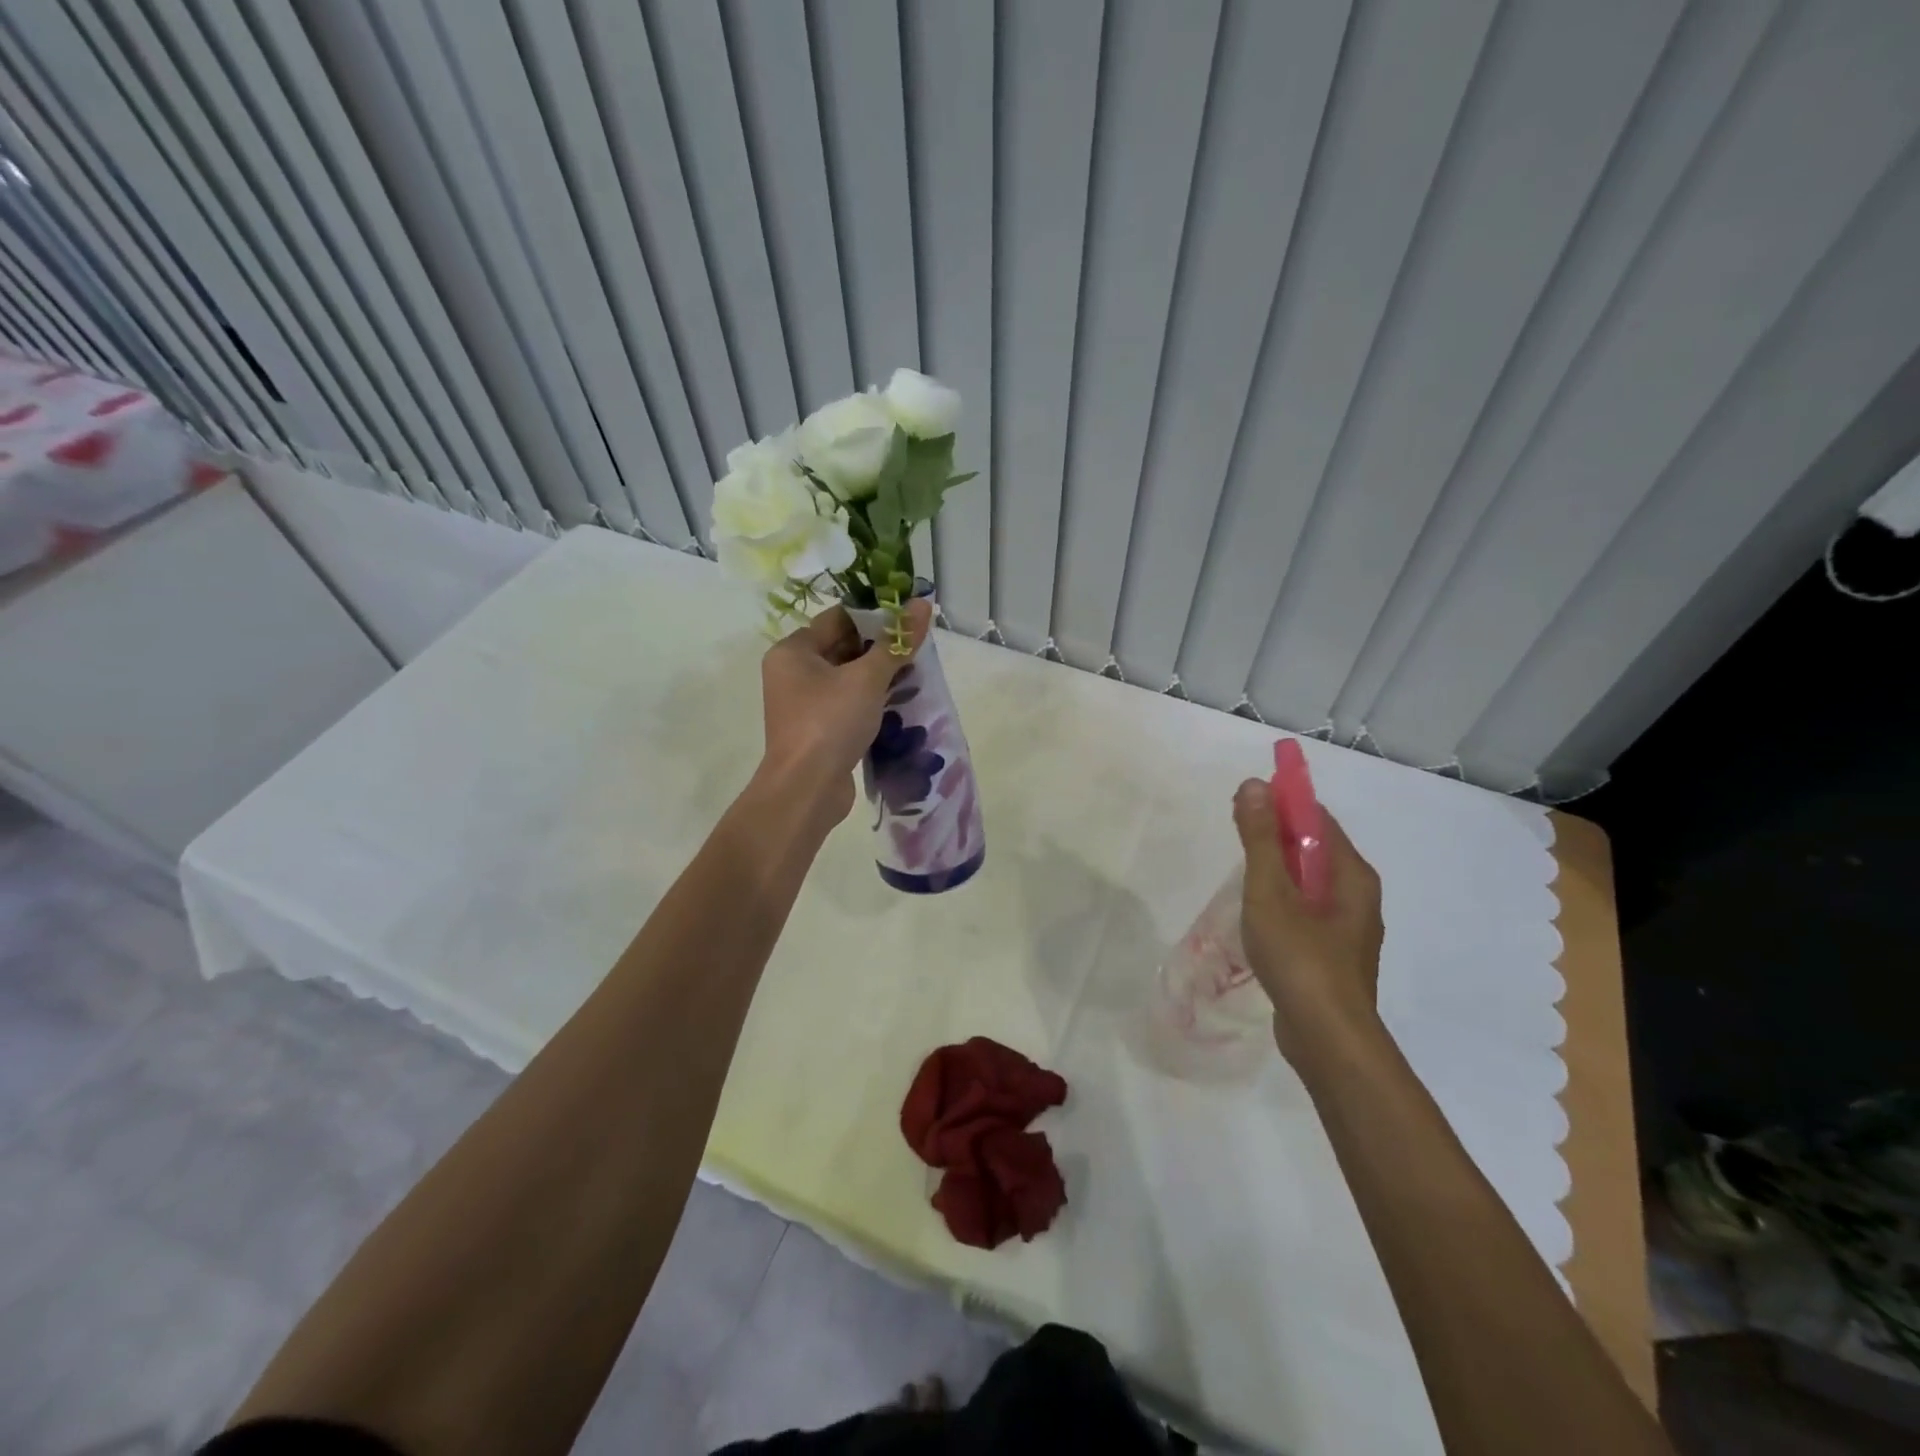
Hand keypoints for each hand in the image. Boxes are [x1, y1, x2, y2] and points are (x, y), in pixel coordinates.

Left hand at [757, 599, 932, 823]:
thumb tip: (922, 604)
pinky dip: (870, 701)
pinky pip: (847, 704)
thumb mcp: (868, 678)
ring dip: (878, 676)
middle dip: (880, 647)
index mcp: (793, 651)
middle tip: (917, 647)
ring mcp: (804, 704)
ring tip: (916, 673)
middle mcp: (792, 673)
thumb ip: (896, 642)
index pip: (838, 618)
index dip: (874, 615)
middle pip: (843, 647)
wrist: (806, 790)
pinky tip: (900, 702)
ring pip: (847, 678)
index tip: (909, 618)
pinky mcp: (818, 729)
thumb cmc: (830, 722)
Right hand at [1233, 780, 1384, 1064]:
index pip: (1317, 819)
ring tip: (1239, 872)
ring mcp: (1347, 928)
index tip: (1244, 803)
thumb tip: (1254, 785)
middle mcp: (1358, 896)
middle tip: (1235, 834)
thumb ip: (1260, 839)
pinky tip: (1255, 913)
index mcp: (1352, 874)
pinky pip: (1306, 910)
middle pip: (1314, 849)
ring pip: (1308, 882)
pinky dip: (1281, 900)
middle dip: (1275, 835)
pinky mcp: (1332, 954)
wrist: (1327, 1039)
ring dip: (1276, 869)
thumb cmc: (1300, 958)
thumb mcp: (1271, 892)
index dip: (1282, 804)